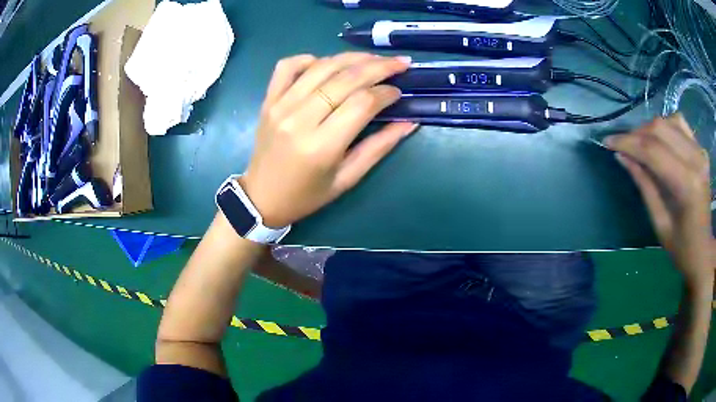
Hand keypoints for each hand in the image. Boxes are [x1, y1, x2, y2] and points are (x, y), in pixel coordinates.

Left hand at [240, 52, 415, 227]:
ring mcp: (280, 106)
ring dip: (352, 57)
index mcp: (321, 146)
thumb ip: (379, 148)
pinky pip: (287, 66)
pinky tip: (325, 63)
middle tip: (400, 63)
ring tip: (373, 59)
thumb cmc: (307, 195)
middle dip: (378, 66)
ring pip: (321, 67)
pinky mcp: (268, 100)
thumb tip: (409, 122)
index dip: (386, 93)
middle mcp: (299, 119)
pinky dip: (308, 58)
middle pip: (345, 78)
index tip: (399, 92)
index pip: (361, 103)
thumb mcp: (347, 179)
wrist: (262, 197)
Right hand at [605, 114, 713, 284]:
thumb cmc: (681, 246)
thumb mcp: (659, 221)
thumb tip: (621, 156)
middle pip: (660, 129)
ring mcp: (700, 152)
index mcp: (687, 185)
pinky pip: (680, 124)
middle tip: (623, 145)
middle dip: (637, 134)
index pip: (653, 151)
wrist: (702, 249)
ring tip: (640, 144)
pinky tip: (660, 139)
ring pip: (669, 121)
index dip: (628, 142)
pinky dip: (666, 126)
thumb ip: (644, 184)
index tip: (608, 141)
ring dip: (650, 130)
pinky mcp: (701, 150)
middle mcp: (696, 160)